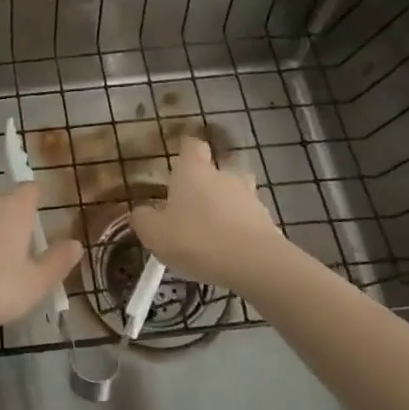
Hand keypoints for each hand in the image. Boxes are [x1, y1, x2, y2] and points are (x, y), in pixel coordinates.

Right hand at [130, 136, 301, 293]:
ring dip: (225, 207)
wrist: (254, 264)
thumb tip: (140, 212)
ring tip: (212, 231)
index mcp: (193, 171)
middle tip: (192, 206)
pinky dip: (239, 230)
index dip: (185, 150)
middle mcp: (223, 175)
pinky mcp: (268, 222)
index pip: (191, 145)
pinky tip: (228, 252)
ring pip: (235, 195)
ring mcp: (250, 197)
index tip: (178, 160)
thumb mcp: (155, 233)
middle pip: (217, 169)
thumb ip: (143, 219)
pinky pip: (248, 220)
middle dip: (206, 184)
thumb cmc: (197, 239)